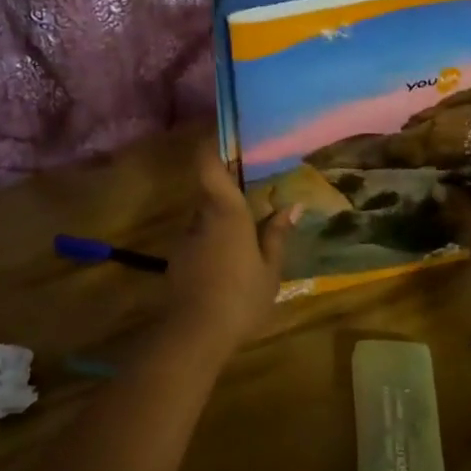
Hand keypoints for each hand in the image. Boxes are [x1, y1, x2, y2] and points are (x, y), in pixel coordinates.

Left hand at [163, 141, 299, 353]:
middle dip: (229, 195)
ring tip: (246, 243)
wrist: (193, 336)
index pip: (209, 165)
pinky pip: (199, 242)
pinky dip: (213, 246)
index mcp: (226, 211)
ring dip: (222, 225)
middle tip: (254, 203)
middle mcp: (201, 218)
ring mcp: (185, 241)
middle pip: (211, 194)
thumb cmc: (240, 298)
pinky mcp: (177, 263)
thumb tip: (292, 207)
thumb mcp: (270, 270)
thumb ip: (277, 235)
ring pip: (205, 220)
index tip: (223, 134)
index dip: (211, 145)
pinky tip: (229, 268)